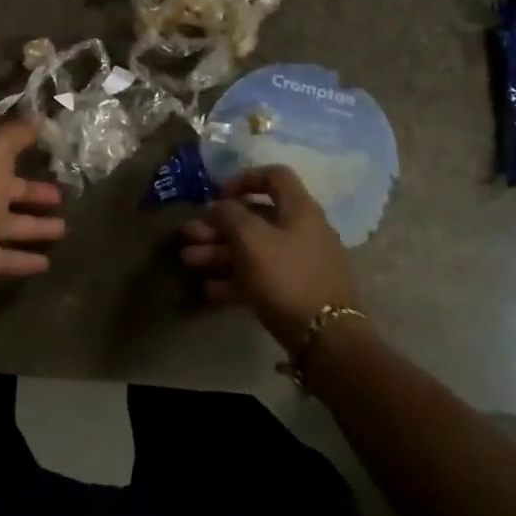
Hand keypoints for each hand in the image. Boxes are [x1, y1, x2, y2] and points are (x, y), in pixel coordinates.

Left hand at [0, 120, 64, 313]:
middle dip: (33, 190)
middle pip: (3, 184)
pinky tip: (46, 263)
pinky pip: (2, 255)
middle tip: (62, 195)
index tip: (47, 138)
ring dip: (34, 225)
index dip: (18, 136)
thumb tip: (36, 115)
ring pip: (5, 221)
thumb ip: (17, 132)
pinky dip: (22, 258)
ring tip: (64, 230)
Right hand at [180, 166, 359, 351]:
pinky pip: (261, 277)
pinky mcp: (296, 292)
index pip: (274, 176)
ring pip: (254, 249)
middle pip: (255, 218)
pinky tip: (209, 290)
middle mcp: (302, 230)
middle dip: (218, 226)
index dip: (244, 178)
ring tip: (189, 261)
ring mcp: (300, 263)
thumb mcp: (250, 238)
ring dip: (219, 252)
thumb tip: (220, 206)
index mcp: (299, 209)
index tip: (218, 194)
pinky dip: (235, 279)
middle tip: (189, 235)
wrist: (326, 338)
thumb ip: (230, 214)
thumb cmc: (285, 275)